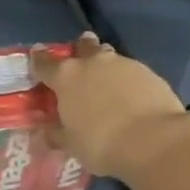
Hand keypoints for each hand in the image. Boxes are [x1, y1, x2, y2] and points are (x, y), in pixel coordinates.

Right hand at [31, 34, 189, 183]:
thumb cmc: (100, 143)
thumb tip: (46, 131)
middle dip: (79, 50)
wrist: (152, 140)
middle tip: (79, 62)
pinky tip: (130, 96)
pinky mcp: (149, 72)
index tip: (36, 56)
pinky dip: (126, 79)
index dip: (38, 60)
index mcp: (66, 77)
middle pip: (82, 46)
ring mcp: (124, 64)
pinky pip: (131, 71)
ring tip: (106, 81)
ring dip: (105, 64)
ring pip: (109, 56)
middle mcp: (93, 62)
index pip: (44, 62)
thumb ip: (56, 133)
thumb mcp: (71, 144)